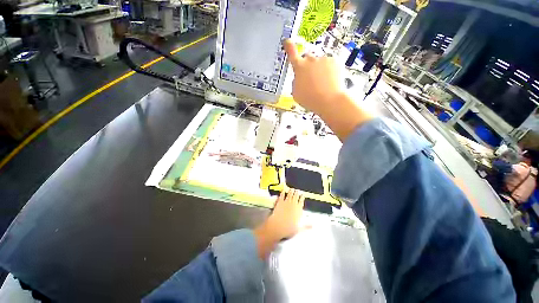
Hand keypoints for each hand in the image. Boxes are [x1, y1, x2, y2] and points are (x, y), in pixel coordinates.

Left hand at [254, 189, 304, 258]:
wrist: (278, 226)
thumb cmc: (289, 228)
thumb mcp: (299, 228)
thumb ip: (306, 225)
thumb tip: (313, 225)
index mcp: (298, 210)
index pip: (301, 201)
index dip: (302, 197)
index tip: (302, 195)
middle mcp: (293, 204)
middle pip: (296, 196)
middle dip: (297, 193)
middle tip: (297, 190)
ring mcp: (286, 202)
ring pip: (289, 194)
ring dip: (291, 191)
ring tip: (291, 189)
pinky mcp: (279, 202)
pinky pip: (282, 195)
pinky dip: (283, 193)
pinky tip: (283, 191)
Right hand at [283, 39, 344, 113]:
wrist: (329, 100)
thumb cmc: (310, 99)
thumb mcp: (296, 93)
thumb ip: (296, 82)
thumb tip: (299, 77)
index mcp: (299, 67)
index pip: (292, 53)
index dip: (289, 47)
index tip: (287, 41)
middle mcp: (311, 60)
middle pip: (307, 59)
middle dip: (308, 66)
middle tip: (311, 79)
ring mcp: (324, 59)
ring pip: (320, 62)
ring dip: (320, 69)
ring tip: (322, 84)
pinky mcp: (335, 61)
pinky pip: (330, 64)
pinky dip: (330, 71)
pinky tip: (330, 81)